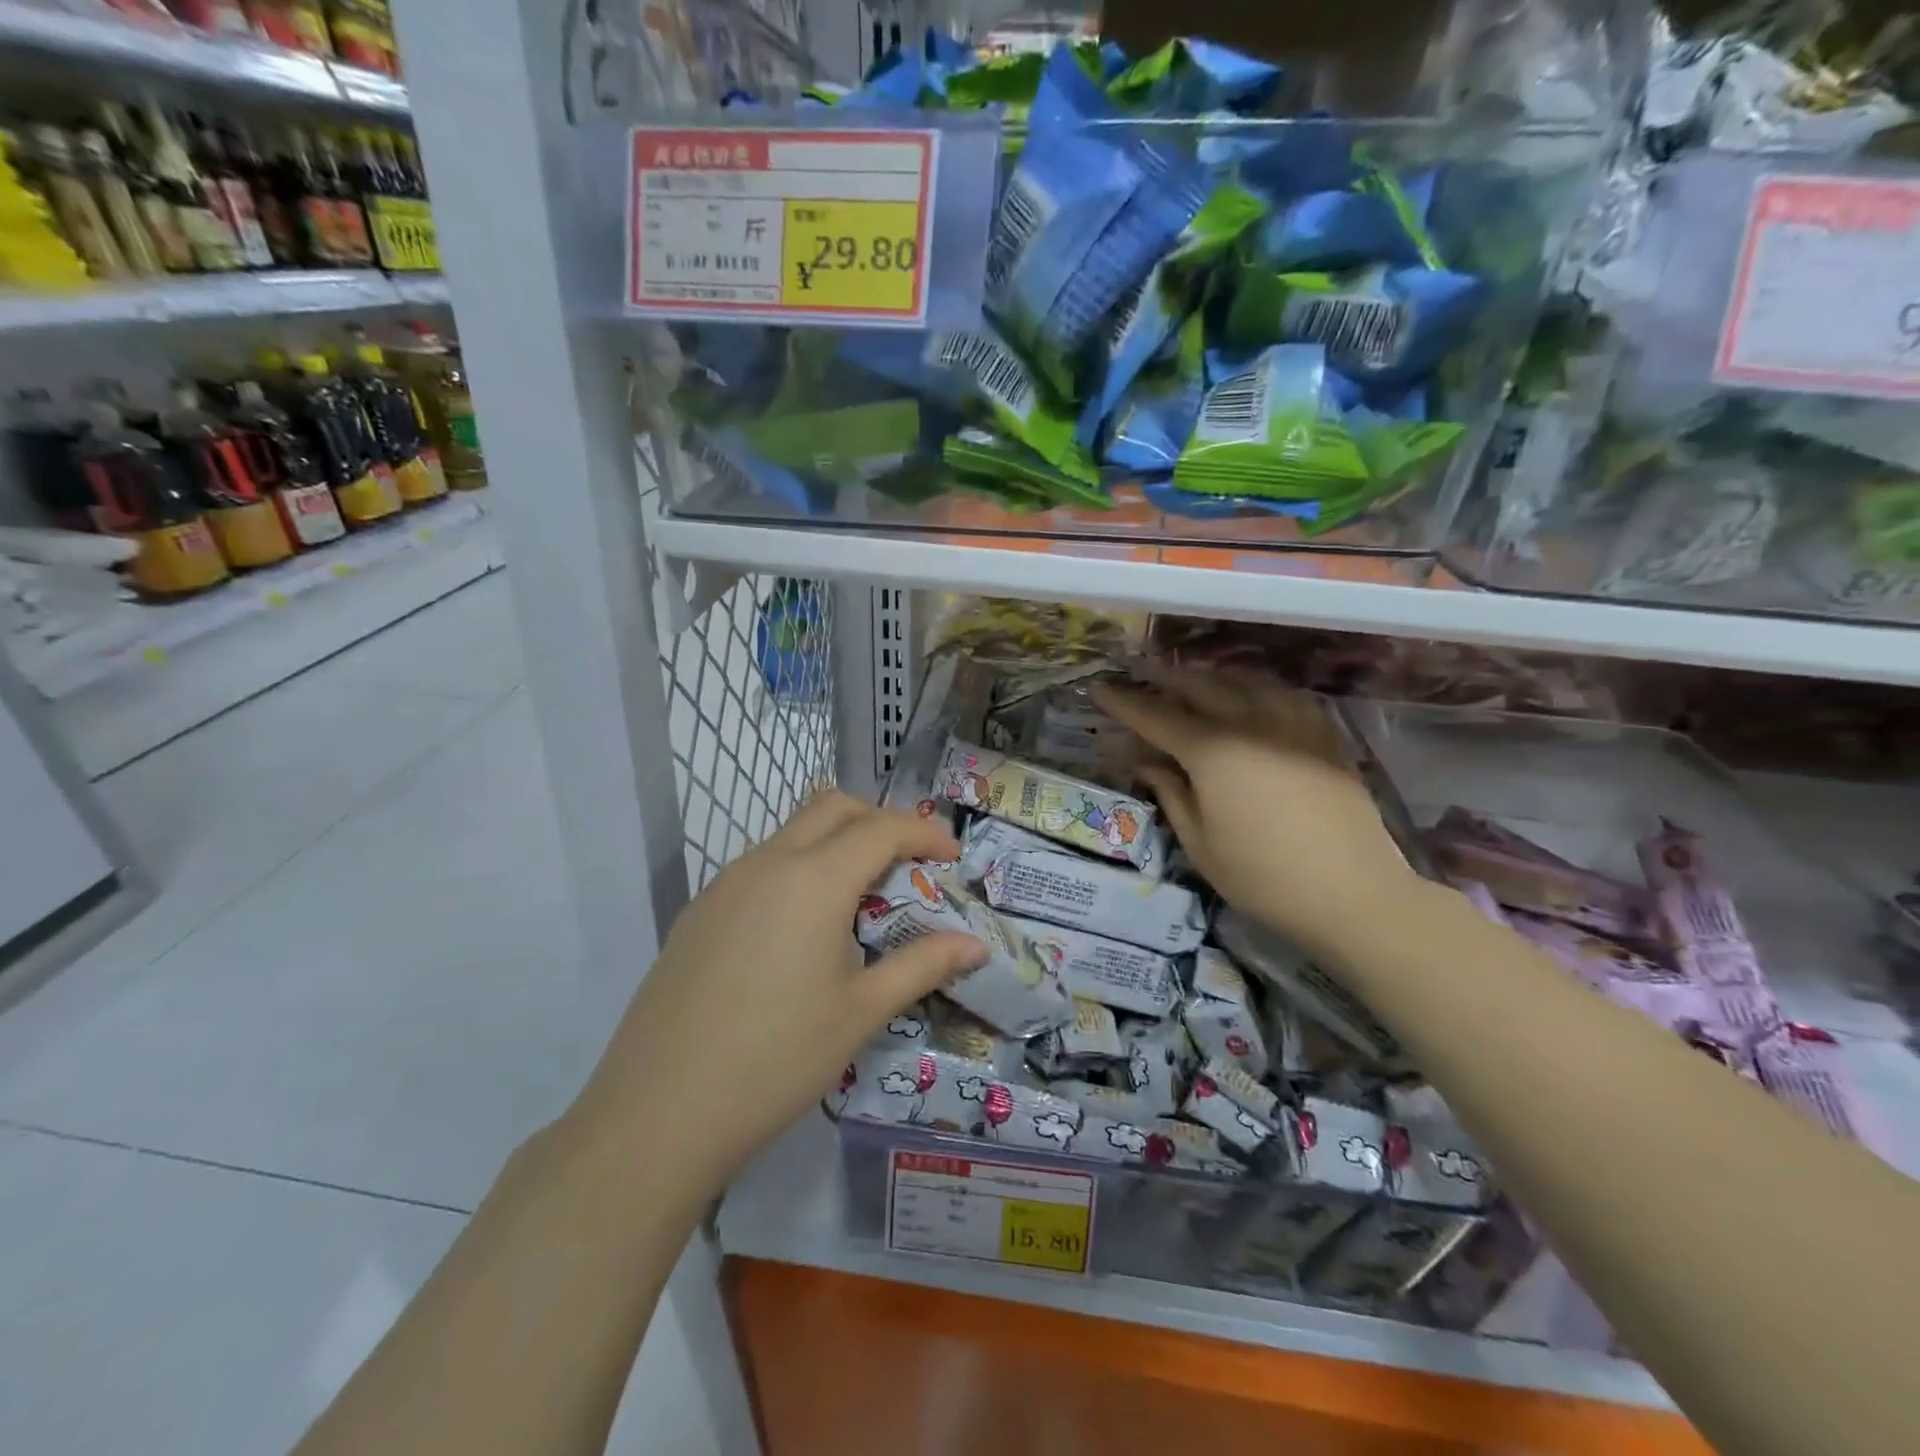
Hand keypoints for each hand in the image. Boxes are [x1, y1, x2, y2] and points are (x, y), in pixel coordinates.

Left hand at [564, 790, 987, 1196]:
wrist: (657, 1112)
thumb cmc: (776, 1059)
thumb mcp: (861, 1012)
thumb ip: (923, 965)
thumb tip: (977, 946)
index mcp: (813, 879)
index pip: (881, 828)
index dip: (925, 833)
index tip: (953, 857)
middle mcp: (767, 862)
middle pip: (833, 808)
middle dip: (879, 821)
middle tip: (909, 864)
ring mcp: (725, 883)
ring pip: (792, 832)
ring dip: (835, 843)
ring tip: (861, 897)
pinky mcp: (699, 910)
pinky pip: (761, 864)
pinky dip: (799, 868)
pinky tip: (803, 929)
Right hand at [1091, 669, 1418, 962]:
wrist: (1354, 894)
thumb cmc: (1262, 877)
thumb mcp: (1199, 842)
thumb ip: (1168, 792)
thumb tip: (1142, 761)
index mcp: (1212, 751)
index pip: (1155, 715)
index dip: (1123, 702)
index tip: (1098, 690)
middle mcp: (1250, 723)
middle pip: (1198, 686)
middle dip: (1163, 680)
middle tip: (1138, 677)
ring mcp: (1292, 723)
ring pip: (1242, 682)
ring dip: (1207, 678)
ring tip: (1187, 681)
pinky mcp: (1323, 734)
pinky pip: (1280, 695)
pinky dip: (1252, 689)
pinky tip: (1247, 698)